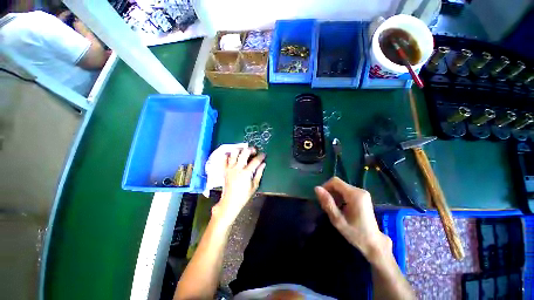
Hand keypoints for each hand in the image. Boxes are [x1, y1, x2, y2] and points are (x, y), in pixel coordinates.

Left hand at [213, 147, 265, 223]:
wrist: (230, 201)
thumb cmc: (244, 195)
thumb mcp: (254, 185)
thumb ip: (259, 173)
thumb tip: (263, 164)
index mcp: (246, 173)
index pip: (255, 161)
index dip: (261, 156)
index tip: (263, 154)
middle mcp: (237, 168)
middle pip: (244, 153)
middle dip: (250, 149)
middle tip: (254, 150)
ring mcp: (230, 168)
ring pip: (234, 153)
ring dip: (240, 150)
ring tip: (244, 151)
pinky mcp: (224, 170)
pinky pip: (224, 159)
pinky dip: (228, 155)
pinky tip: (232, 155)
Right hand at [314, 177, 390, 260]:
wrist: (374, 243)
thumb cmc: (355, 233)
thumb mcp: (338, 219)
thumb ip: (327, 203)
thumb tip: (316, 188)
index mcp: (355, 195)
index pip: (335, 181)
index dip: (325, 186)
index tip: (322, 198)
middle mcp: (359, 190)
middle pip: (338, 184)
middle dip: (330, 192)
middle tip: (328, 206)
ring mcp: (362, 193)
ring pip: (341, 187)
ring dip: (334, 195)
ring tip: (334, 208)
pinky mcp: (362, 196)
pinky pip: (346, 191)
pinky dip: (340, 197)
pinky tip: (341, 208)